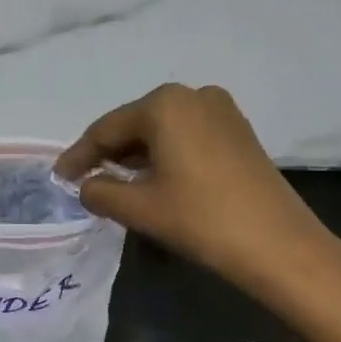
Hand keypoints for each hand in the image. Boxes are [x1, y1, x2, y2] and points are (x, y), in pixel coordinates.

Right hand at [56, 83, 340, 308]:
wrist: (281, 246)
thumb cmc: (202, 219)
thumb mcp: (139, 208)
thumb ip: (100, 192)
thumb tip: (87, 186)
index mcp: (164, 104)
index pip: (106, 129)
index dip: (79, 155)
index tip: (59, 177)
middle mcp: (192, 95)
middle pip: (135, 125)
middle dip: (108, 153)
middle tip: (84, 180)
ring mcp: (221, 111)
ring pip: (162, 130)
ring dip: (137, 155)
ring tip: (114, 182)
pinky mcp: (239, 132)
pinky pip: (187, 136)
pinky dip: (165, 155)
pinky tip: (153, 179)